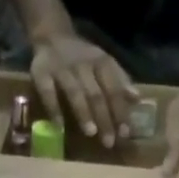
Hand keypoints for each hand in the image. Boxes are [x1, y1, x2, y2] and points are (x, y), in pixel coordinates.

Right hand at [31, 31, 138, 146]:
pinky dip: (53, 109)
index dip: (120, 111)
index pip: (113, 89)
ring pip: (74, 92)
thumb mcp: (104, 63)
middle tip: (109, 142)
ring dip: (83, 113)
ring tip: (91, 133)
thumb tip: (137, 99)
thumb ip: (120, 81)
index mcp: (101, 63)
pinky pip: (47, 92)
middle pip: (96, 94)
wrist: (52, 35)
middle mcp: (82, 65)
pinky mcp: (41, 73)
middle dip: (104, 118)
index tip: (125, 133)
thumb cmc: (83, 57)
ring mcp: (61, 69)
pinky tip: (58, 127)